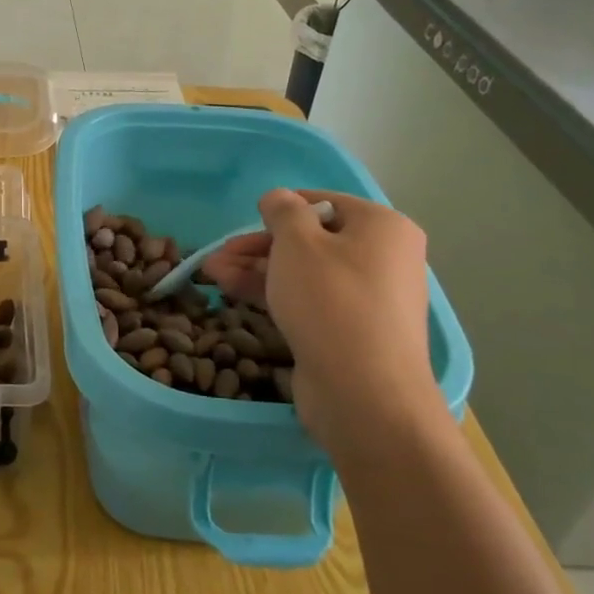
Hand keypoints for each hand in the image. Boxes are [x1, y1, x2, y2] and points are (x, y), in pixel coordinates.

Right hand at [202, 189, 434, 445]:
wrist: (365, 394)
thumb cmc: (331, 302)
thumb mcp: (297, 243)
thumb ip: (282, 211)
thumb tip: (277, 198)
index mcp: (381, 227)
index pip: (323, 203)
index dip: (279, 209)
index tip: (244, 221)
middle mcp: (382, 259)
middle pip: (310, 241)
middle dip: (257, 247)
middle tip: (216, 256)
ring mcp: (367, 299)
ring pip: (303, 273)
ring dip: (256, 271)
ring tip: (210, 275)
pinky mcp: (350, 332)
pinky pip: (308, 301)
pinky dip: (273, 294)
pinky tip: (232, 293)